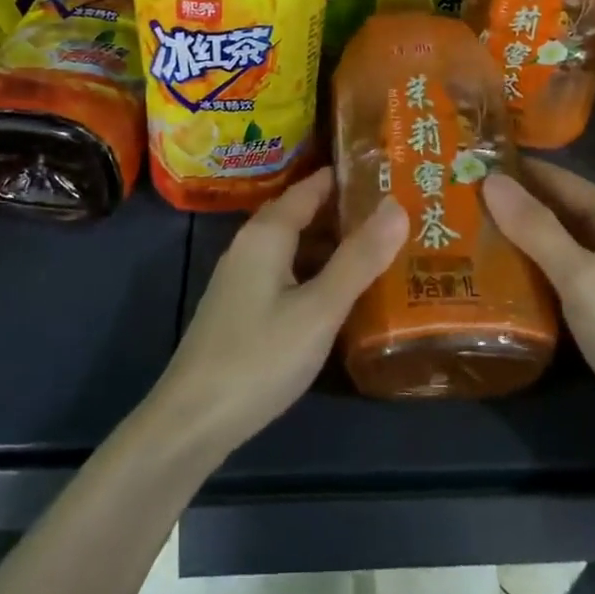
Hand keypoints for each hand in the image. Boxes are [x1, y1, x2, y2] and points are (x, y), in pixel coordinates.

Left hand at [150, 168, 407, 460]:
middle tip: (401, 213)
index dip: (348, 178)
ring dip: (335, 246)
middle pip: (304, 215)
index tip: (391, 172)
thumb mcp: (319, 309)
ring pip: (297, 248)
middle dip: (348, 213)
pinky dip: (319, 273)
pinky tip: (345, 293)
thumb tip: (396, 205)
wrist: (192, 421)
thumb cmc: (259, 357)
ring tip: (385, 248)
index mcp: (266, 234)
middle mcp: (251, 246)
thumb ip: (359, 259)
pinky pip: (288, 275)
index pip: (311, 187)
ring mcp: (243, 279)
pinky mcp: (243, 309)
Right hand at [483, 160, 594, 429]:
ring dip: (518, 238)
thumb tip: (491, 180)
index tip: (465, 169)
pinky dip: (534, 267)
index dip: (513, 172)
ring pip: (558, 241)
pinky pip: (564, 270)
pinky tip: (500, 276)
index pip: (557, 178)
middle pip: (557, 208)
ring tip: (467, 235)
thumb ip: (536, 228)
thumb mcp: (581, 277)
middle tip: (456, 205)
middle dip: (511, 205)